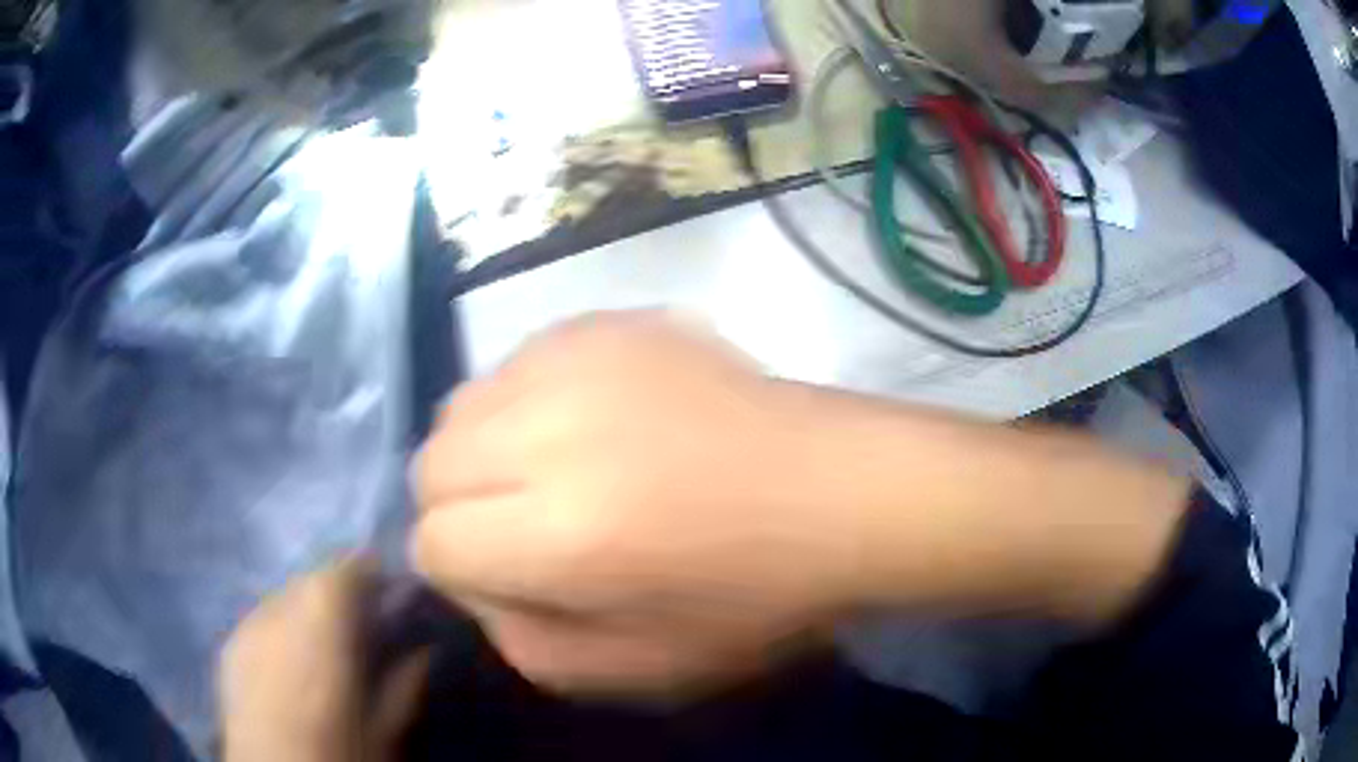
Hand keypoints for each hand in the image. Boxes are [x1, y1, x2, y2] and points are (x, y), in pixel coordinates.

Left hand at [220, 561, 427, 761]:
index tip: (393, 594)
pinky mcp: (228, 647)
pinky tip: (290, 665)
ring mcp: (247, 623)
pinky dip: (281, 631)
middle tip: (363, 628)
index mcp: (322, 615)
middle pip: (313, 580)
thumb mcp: (389, 726)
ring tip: (325, 649)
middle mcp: (279, 605)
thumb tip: (426, 647)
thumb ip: (407, 679)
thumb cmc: (340, 751)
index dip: (374, 575)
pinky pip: (261, 622)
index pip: (350, 567)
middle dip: (339, 595)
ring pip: (284, 599)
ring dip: (307, 612)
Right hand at [413, 311, 1189, 697]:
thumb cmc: (755, 596)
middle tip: (525, 527)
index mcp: (564, 534)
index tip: (515, 577)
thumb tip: (476, 582)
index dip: (463, 571)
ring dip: (487, 451)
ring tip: (555, 472)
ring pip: (463, 405)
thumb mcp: (636, 668)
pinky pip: (516, 362)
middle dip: (460, 508)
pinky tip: (591, 424)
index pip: (432, 542)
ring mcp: (582, 356)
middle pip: (429, 463)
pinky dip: (526, 402)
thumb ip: (525, 641)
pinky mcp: (610, 320)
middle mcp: (554, 430)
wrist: (841, 489)